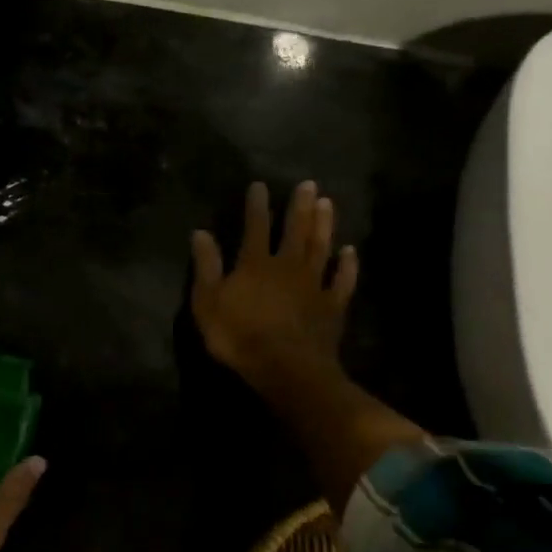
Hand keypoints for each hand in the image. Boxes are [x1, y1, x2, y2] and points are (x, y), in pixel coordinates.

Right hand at [191, 180, 358, 397]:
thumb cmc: (239, 336)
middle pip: (295, 231)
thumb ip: (207, 266)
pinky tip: (350, 252)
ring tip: (328, 203)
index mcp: (255, 264)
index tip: (260, 185)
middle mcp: (287, 267)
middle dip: (300, 206)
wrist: (285, 368)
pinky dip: (347, 266)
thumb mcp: (208, 302)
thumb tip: (200, 232)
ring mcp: (314, 285)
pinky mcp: (332, 306)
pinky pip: (342, 281)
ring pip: (321, 248)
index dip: (257, 206)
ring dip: (324, 225)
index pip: (255, 227)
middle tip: (308, 184)